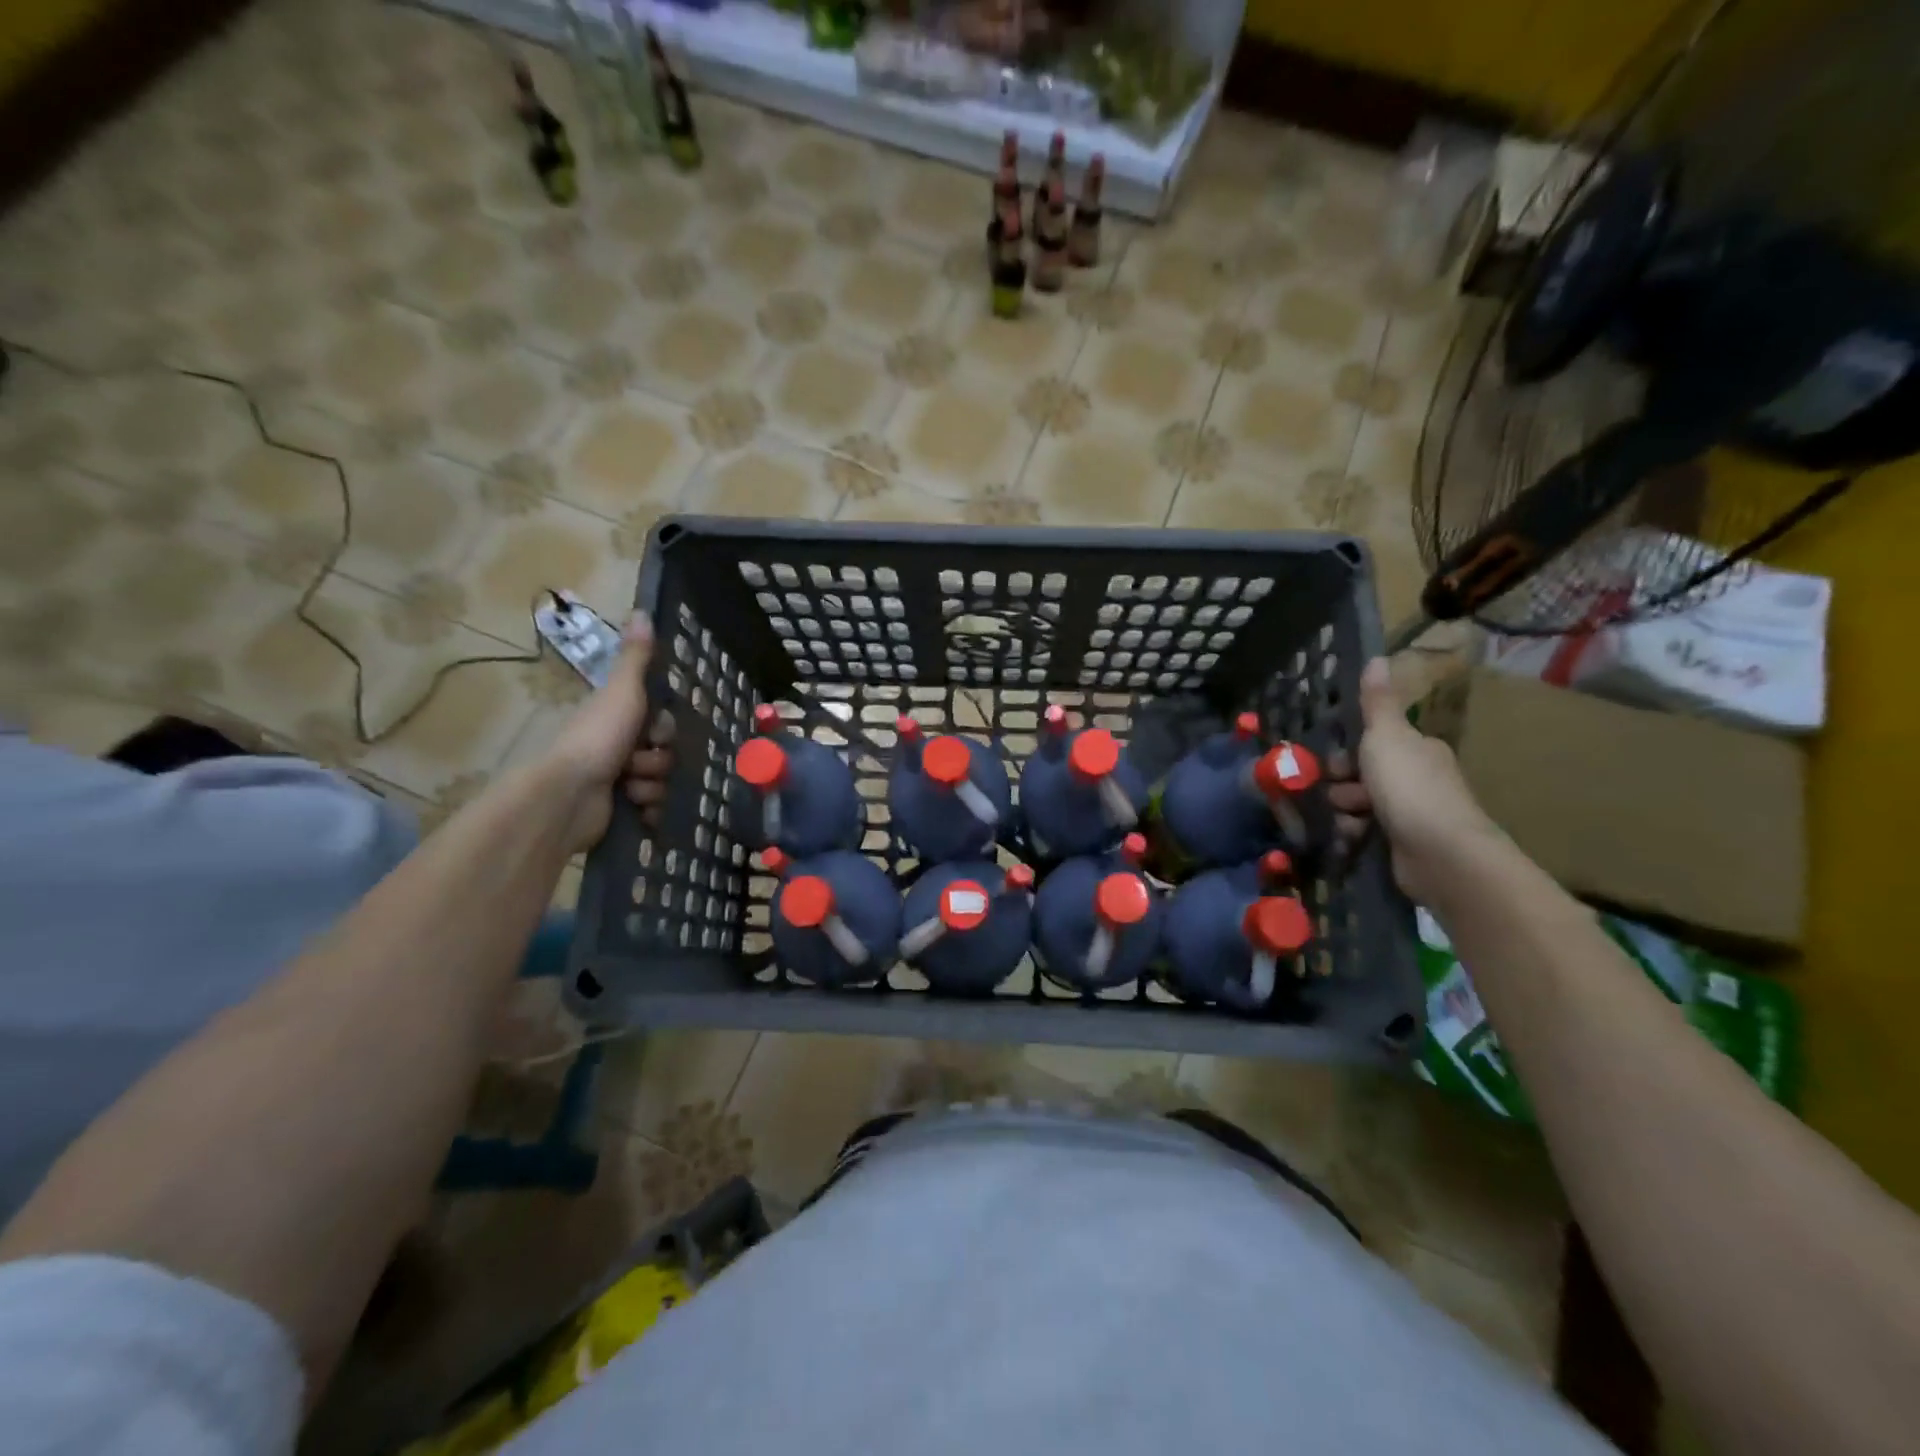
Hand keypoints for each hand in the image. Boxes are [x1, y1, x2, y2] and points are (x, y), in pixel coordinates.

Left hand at [544, 612, 674, 851]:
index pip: (662, 723)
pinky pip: (653, 808)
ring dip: (651, 785)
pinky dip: (649, 810)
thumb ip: (636, 658)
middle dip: (657, 760)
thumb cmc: (596, 738)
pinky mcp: (618, 810)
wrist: (568, 796)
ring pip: (660, 781)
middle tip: (636, 762)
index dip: (663, 729)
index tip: (653, 733)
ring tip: (629, 788)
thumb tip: (641, 611)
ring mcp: (616, 781)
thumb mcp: (622, 692)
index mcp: (616, 719)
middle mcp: (616, 747)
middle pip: (664, 753)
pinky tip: (637, 809)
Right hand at [1326, 658, 1496, 903]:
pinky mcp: (1405, 844)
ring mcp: (1414, 814)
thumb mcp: (1386, 736)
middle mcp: (1419, 778)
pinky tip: (1352, 839)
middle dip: (1344, 784)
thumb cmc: (1409, 787)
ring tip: (1347, 820)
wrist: (1440, 852)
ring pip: (1361, 804)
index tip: (1335, 762)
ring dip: (1346, 811)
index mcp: (1418, 749)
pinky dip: (1355, 834)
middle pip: (1364, 775)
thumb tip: (1377, 657)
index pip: (1375, 743)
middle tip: (1340, 791)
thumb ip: (1377, 702)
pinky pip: (1367, 832)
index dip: (1350, 751)